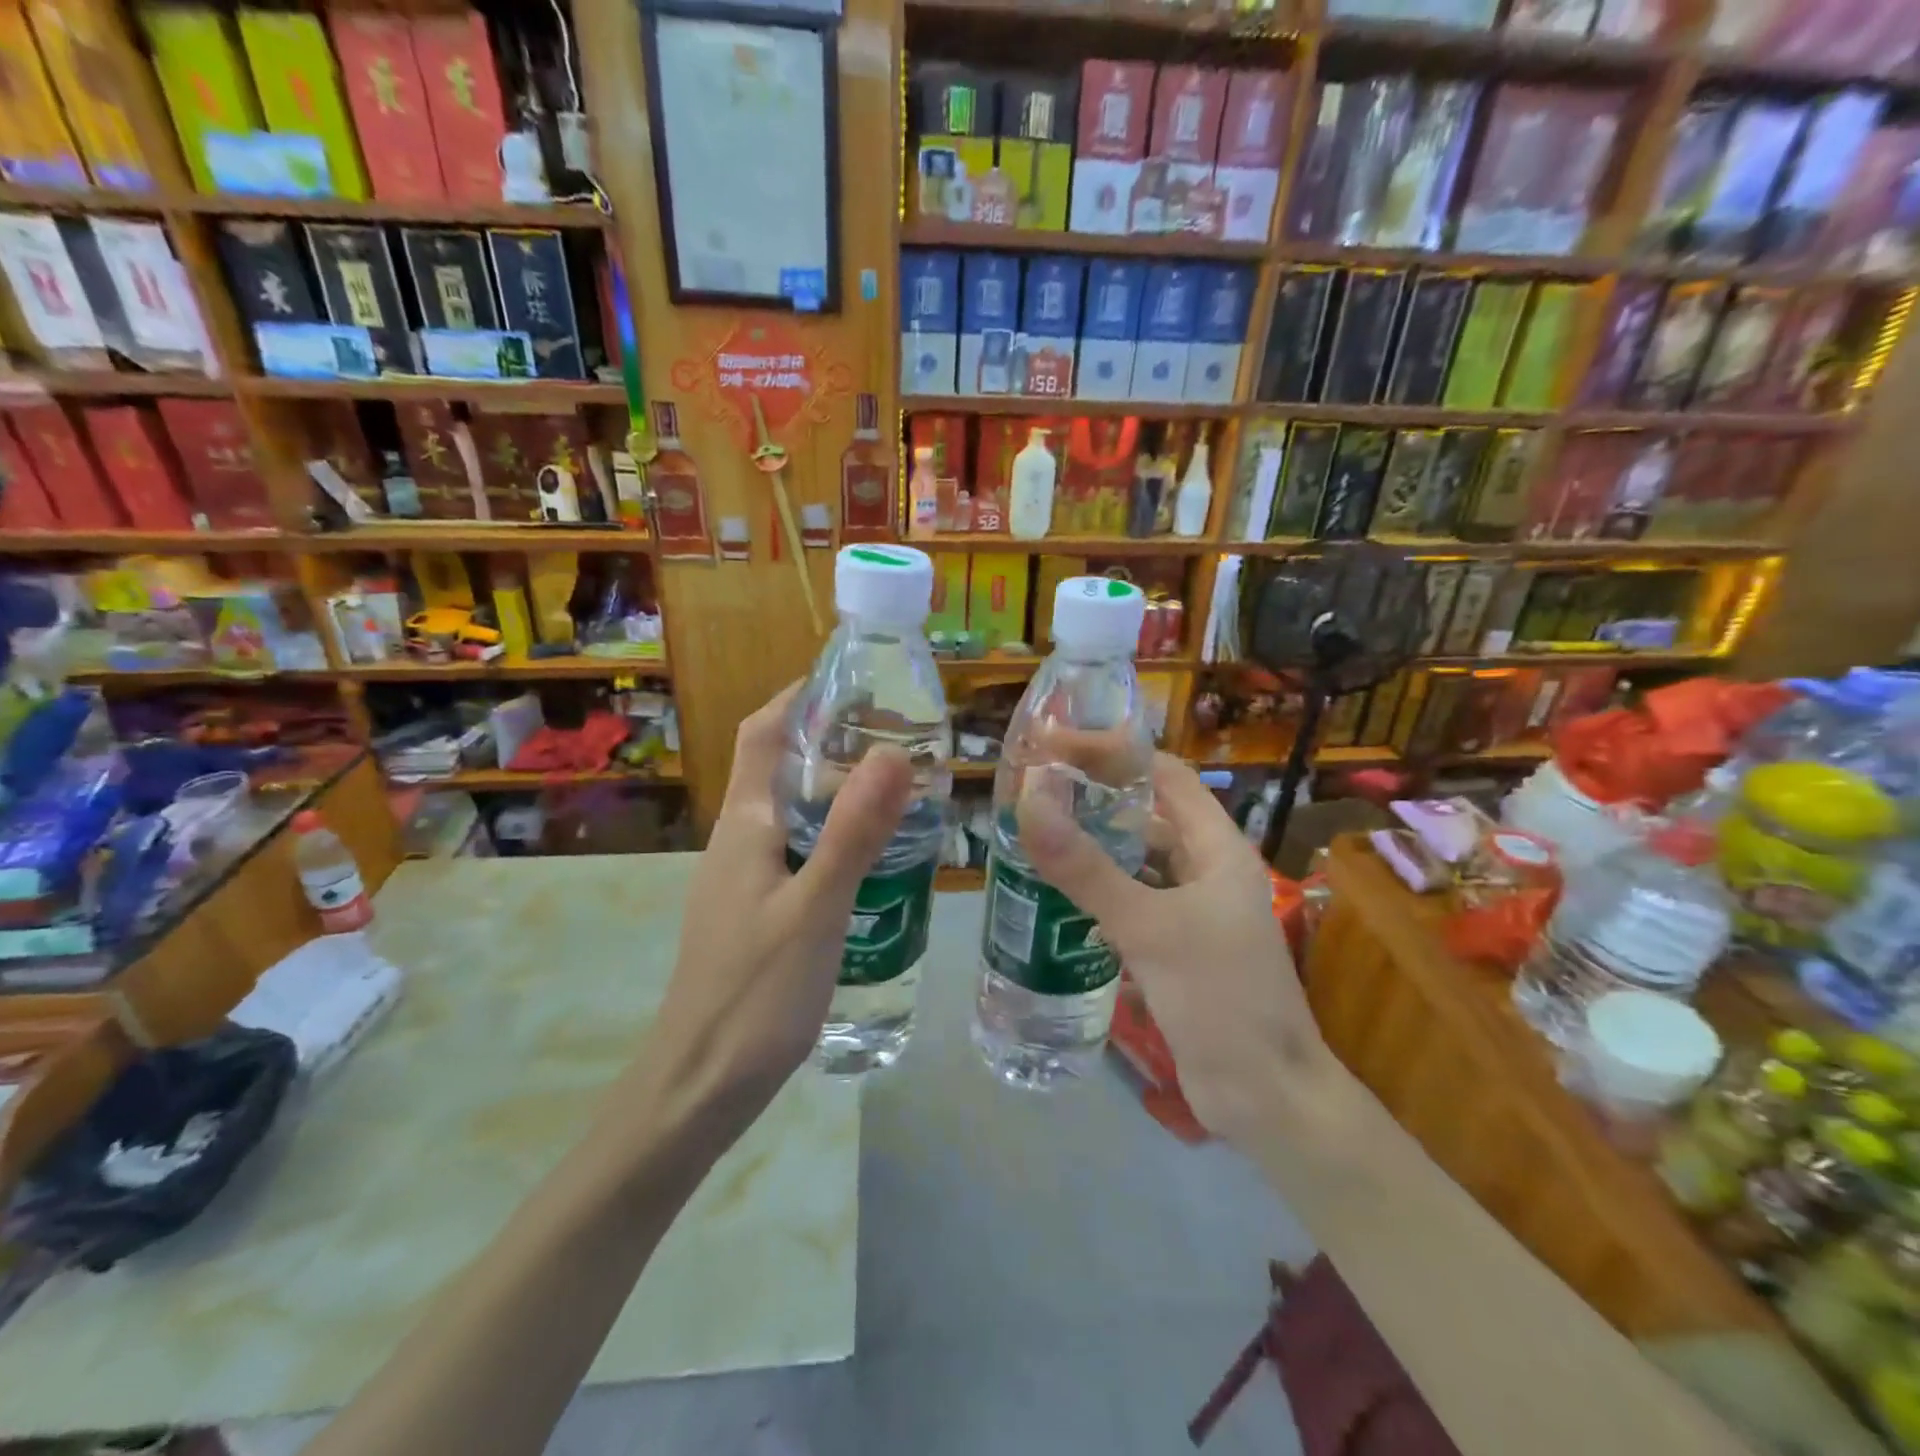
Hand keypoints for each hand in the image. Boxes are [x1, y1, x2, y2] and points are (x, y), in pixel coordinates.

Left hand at [640, 685, 911, 1140]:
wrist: (700, 1086)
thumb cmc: (755, 994)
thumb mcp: (816, 909)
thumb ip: (853, 832)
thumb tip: (894, 752)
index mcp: (745, 825)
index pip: (763, 733)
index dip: (800, 696)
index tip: (856, 680)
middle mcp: (738, 841)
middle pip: (781, 768)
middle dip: (833, 740)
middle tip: (900, 736)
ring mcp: (744, 879)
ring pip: (792, 812)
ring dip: (837, 789)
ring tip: (899, 789)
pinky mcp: (756, 912)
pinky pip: (799, 851)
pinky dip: (835, 834)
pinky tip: (874, 858)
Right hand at [1014, 751, 1335, 1147]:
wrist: (1267, 1101)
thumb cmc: (1220, 1000)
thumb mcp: (1149, 927)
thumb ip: (1086, 868)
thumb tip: (1030, 801)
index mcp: (1217, 848)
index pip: (1163, 775)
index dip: (1111, 753)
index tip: (1053, 746)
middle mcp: (1206, 870)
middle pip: (1146, 815)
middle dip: (1093, 798)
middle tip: (1032, 790)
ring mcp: (1191, 912)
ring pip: (1134, 862)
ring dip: (1091, 847)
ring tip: (1034, 835)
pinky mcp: (1174, 948)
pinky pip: (1130, 903)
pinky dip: (1096, 893)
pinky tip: (1056, 896)